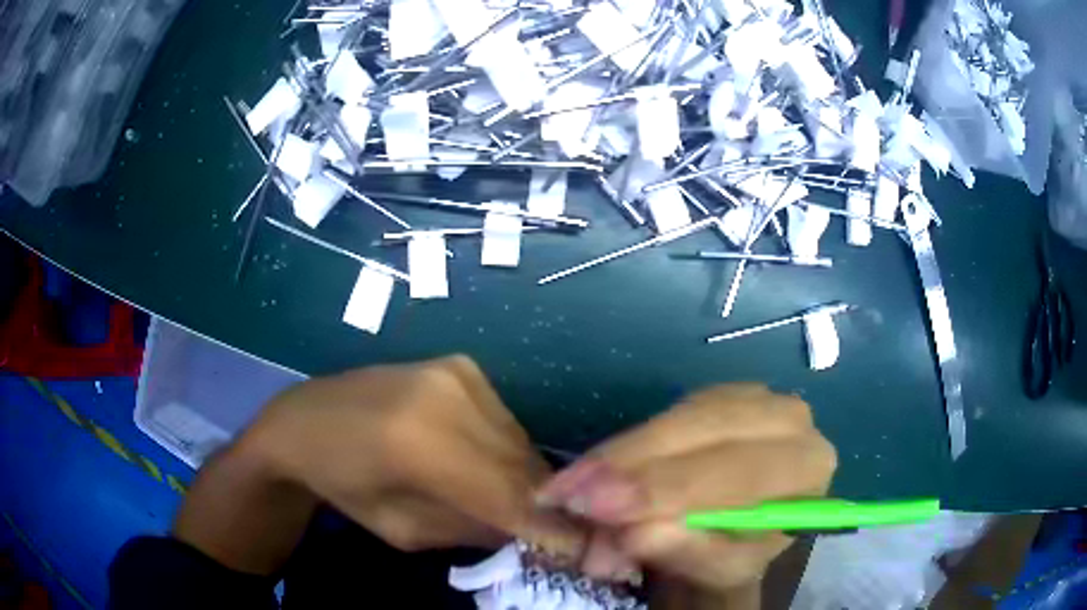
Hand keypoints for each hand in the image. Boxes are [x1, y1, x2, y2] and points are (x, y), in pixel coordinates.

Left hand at [246, 355, 584, 554]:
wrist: (305, 421)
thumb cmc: (342, 485)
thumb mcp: (403, 530)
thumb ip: (472, 528)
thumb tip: (530, 526)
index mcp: (418, 444)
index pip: (506, 494)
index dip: (548, 524)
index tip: (580, 547)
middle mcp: (445, 396)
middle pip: (520, 463)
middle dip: (543, 501)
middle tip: (553, 528)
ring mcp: (455, 372)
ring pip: (518, 439)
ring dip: (524, 475)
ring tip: (514, 500)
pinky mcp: (460, 365)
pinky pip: (504, 419)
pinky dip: (505, 449)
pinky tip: (483, 463)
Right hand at [535, 384, 836, 606]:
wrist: (741, 529)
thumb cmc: (738, 552)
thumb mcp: (717, 566)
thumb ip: (686, 549)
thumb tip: (636, 532)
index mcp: (807, 468)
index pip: (741, 471)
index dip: (668, 487)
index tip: (600, 507)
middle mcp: (791, 420)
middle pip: (707, 432)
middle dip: (633, 465)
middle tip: (569, 494)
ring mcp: (756, 398)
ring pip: (681, 415)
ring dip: (621, 453)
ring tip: (568, 486)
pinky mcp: (722, 393)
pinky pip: (669, 411)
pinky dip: (628, 442)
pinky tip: (595, 465)